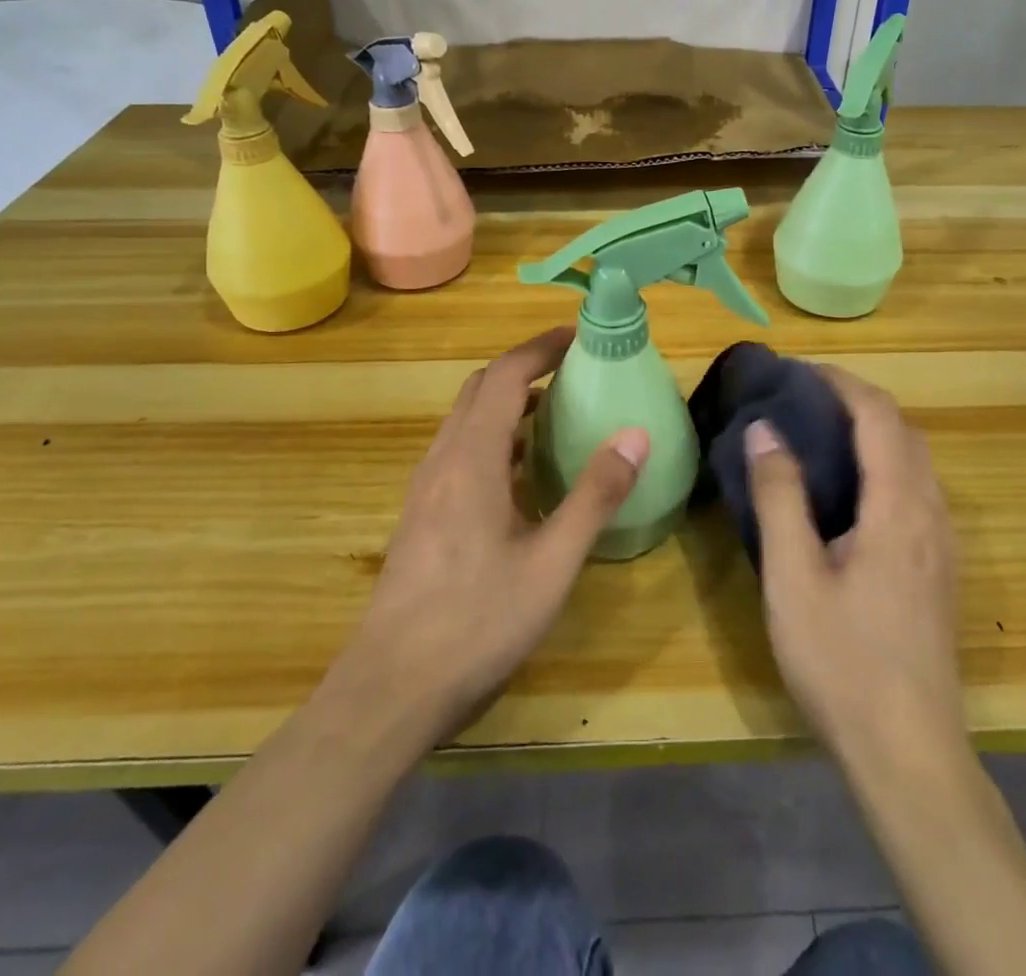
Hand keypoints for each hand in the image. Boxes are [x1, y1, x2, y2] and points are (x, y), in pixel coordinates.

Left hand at [331, 326, 649, 745]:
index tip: (578, 336)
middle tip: (572, 371)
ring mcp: (426, 488)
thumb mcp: (551, 562)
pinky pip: (460, 452)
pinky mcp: (421, 515)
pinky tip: (522, 475)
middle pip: (480, 390)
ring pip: (466, 421)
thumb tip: (635, 433)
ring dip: (507, 404)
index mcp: (472, 458)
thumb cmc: (477, 622)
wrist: (390, 689)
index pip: (504, 376)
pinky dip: (494, 438)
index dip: (540, 348)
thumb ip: (594, 495)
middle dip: (524, 369)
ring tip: (555, 415)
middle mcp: (443, 460)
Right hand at [745, 367, 964, 768]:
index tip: (797, 371)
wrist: (909, 755)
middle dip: (857, 401)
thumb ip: (780, 496)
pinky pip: (917, 490)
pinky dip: (884, 464)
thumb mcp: (793, 577)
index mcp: (899, 507)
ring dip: (873, 432)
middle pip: (904, 431)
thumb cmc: (843, 662)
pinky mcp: (941, 569)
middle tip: (802, 399)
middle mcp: (932, 514)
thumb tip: (765, 430)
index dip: (841, 382)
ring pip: (915, 461)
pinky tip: (849, 492)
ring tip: (820, 434)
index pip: (879, 416)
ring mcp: (944, 544)